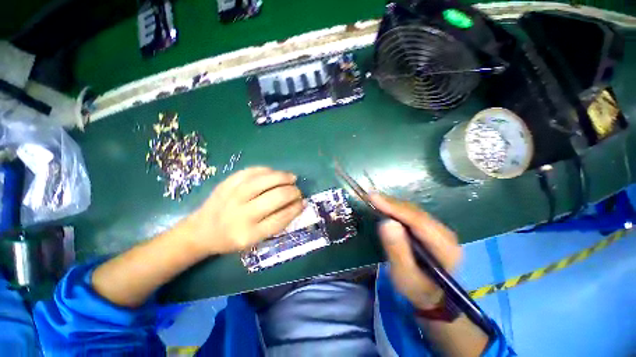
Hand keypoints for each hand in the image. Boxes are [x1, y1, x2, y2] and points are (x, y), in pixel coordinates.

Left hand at [185, 167, 304, 254]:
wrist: (201, 231)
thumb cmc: (232, 238)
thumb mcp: (255, 240)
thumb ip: (277, 223)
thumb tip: (298, 204)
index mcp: (249, 234)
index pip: (281, 218)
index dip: (296, 208)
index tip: (303, 202)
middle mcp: (241, 215)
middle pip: (276, 197)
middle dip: (292, 192)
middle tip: (297, 191)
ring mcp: (232, 196)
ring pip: (265, 181)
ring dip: (283, 177)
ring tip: (292, 178)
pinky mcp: (226, 183)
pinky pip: (250, 171)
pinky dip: (266, 170)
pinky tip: (273, 173)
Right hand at [370, 194, 461, 309]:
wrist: (435, 297)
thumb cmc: (418, 290)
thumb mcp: (404, 276)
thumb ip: (397, 250)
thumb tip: (386, 222)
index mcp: (444, 248)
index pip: (418, 221)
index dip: (395, 208)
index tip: (374, 198)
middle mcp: (446, 234)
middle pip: (416, 213)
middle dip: (392, 204)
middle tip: (371, 197)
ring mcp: (440, 230)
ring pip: (414, 211)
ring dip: (394, 205)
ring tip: (376, 199)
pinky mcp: (432, 229)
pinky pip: (413, 214)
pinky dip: (398, 209)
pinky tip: (387, 207)